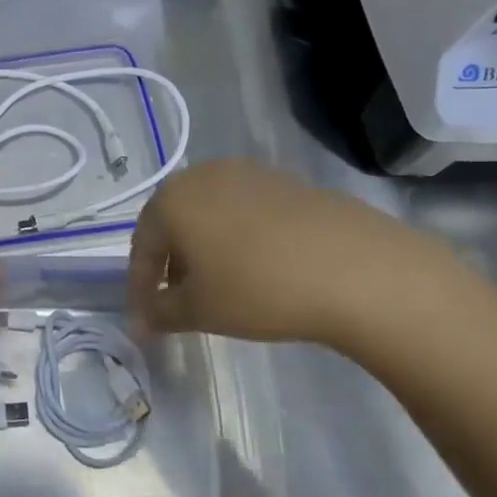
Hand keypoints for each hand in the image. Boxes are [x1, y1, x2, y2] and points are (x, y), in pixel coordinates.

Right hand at [128, 159, 477, 352]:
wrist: (356, 268)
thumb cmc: (258, 288)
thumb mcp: (199, 311)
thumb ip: (160, 313)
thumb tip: (141, 322)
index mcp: (170, 200)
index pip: (142, 247)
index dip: (140, 287)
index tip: (146, 321)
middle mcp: (201, 176)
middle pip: (172, 222)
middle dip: (170, 262)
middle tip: (177, 299)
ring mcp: (247, 173)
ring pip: (209, 214)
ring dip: (203, 247)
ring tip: (219, 285)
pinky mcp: (285, 181)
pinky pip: (244, 210)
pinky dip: (238, 237)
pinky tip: (257, 267)